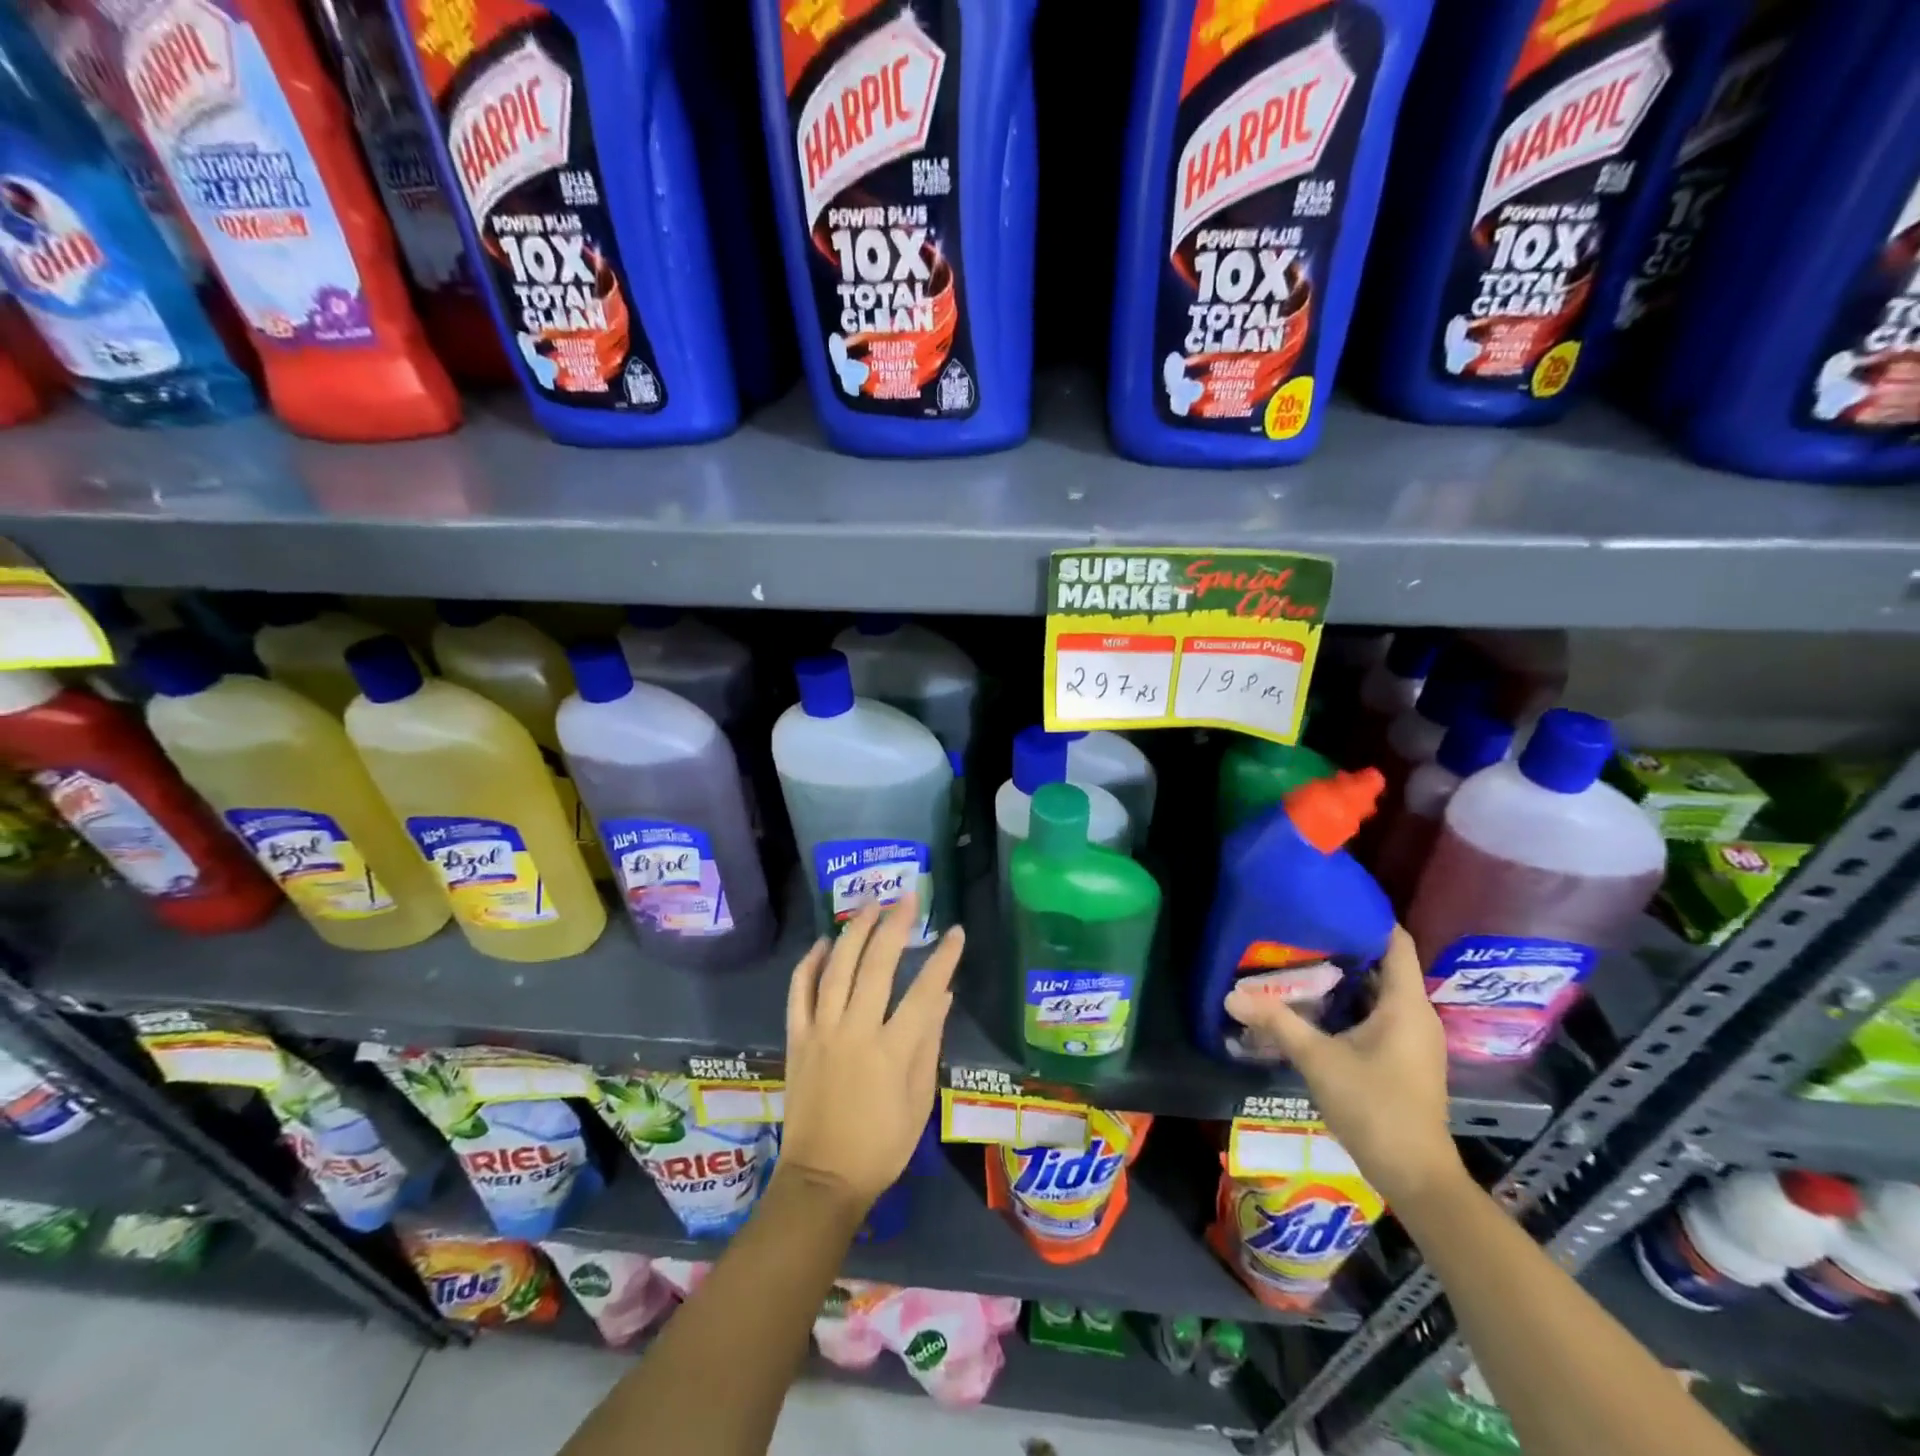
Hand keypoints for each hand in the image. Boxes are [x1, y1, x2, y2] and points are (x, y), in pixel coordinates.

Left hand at [779, 893, 962, 1214]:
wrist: (822, 1179)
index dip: (943, 957)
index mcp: (892, 1051)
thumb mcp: (919, 1099)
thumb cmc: (881, 1145)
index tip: (956, 931)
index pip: (924, 990)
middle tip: (908, 897)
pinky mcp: (796, 1038)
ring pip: (836, 967)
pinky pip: (799, 991)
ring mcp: (821, 1031)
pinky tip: (823, 941)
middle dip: (895, 925)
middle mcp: (855, 1031)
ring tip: (870, 904)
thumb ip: (929, 1042)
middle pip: (876, 965)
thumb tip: (941, 994)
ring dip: (854, 931)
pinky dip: (809, 962)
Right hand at [1224, 926, 1464, 1206]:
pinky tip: (1315, 1006)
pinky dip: (1349, 1004)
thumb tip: (1231, 994)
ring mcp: (1413, 1039)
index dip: (1368, 917)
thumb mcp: (1318, 1060)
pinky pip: (1377, 1014)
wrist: (1415, 1177)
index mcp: (1406, 1005)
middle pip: (1384, 965)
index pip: (1396, 942)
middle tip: (1300, 929)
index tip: (1329, 900)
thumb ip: (1277, 1023)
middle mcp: (1416, 1015)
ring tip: (1300, 960)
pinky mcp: (1404, 1058)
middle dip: (1344, 946)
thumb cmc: (1375, 1108)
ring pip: (1378, 992)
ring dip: (1344, 977)